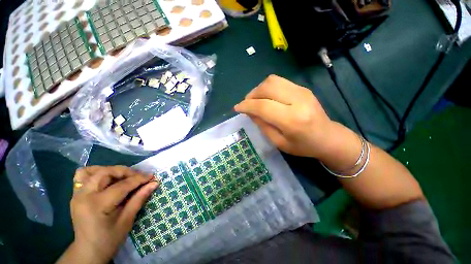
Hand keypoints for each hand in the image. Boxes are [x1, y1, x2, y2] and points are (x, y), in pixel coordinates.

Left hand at [57, 166, 158, 263]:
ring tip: (122, 177)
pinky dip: (96, 173)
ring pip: (93, 170)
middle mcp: (84, 196)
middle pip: (106, 172)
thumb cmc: (110, 239)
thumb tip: (154, 183)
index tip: (152, 177)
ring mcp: (77, 194)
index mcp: (97, 205)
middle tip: (138, 177)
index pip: (122, 185)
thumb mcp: (127, 220)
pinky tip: (106, 179)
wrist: (88, 251)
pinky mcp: (76, 195)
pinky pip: (83, 176)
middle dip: (126, 172)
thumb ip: (139, 198)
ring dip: (111, 170)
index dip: (139, 179)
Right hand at [234, 75, 335, 158]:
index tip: (237, 108)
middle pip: (267, 87)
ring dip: (259, 89)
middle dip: (251, 94)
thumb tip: (249, 111)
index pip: (263, 106)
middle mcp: (298, 100)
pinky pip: (279, 82)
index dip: (246, 106)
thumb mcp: (278, 142)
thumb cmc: (303, 146)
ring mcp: (302, 91)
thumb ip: (262, 125)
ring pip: (272, 80)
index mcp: (292, 120)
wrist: (328, 137)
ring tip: (255, 100)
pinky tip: (266, 98)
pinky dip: (267, 88)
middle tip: (246, 104)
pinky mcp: (303, 88)